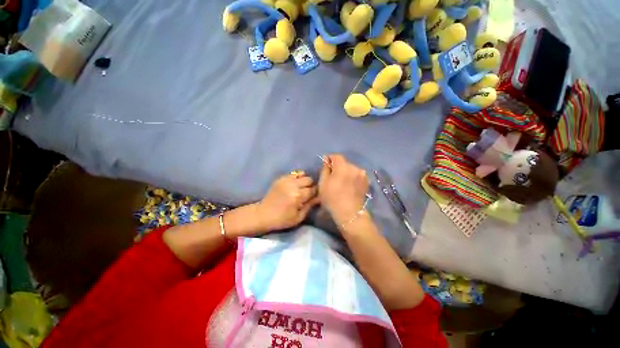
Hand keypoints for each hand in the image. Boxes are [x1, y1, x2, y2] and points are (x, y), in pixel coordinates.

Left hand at [255, 172, 319, 231]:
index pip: (313, 189)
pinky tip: (294, 185)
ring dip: (304, 180)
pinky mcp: (281, 178)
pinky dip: (296, 178)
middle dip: (310, 185)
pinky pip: (293, 174)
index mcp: (298, 196)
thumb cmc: (282, 219)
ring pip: (302, 174)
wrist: (263, 214)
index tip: (315, 196)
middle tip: (307, 192)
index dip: (316, 193)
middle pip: (309, 179)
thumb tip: (319, 197)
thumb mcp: (298, 217)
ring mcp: (285, 180)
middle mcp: (293, 185)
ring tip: (301, 187)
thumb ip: (310, 206)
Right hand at [318, 154, 368, 225]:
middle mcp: (354, 167)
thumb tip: (326, 159)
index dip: (330, 159)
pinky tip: (349, 186)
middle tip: (333, 177)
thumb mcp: (323, 183)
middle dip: (338, 167)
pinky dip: (352, 177)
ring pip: (351, 168)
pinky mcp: (367, 181)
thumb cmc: (332, 198)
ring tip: (342, 182)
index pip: (336, 156)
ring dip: (346, 172)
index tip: (326, 166)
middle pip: (344, 162)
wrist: (349, 213)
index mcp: (343, 167)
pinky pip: (357, 174)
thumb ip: (325, 169)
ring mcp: (362, 174)